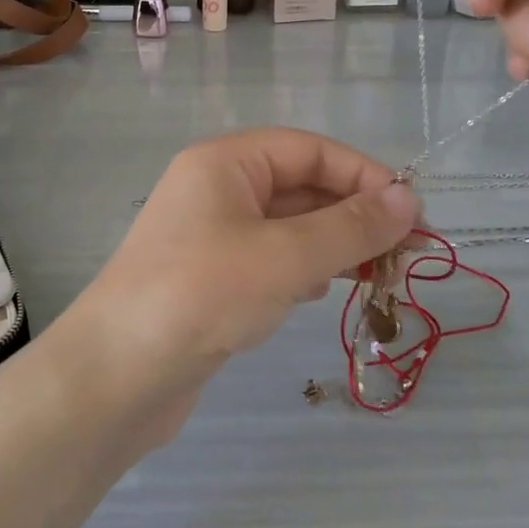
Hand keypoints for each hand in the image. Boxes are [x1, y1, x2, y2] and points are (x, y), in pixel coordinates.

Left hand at [73, 130, 419, 435]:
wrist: (116, 377)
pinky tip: (326, 290)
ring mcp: (210, 237)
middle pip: (300, 187)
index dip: (364, 175)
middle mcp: (216, 190)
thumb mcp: (285, 256)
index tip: (412, 212)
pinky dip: (304, 269)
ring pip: (288, 227)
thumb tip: (410, 199)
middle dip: (355, 215)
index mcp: (225, 163)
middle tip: (408, 253)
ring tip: (379, 275)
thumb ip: (351, 227)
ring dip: (335, 244)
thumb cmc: (202, 296)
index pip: (309, 150)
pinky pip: (270, 260)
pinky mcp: (210, 280)